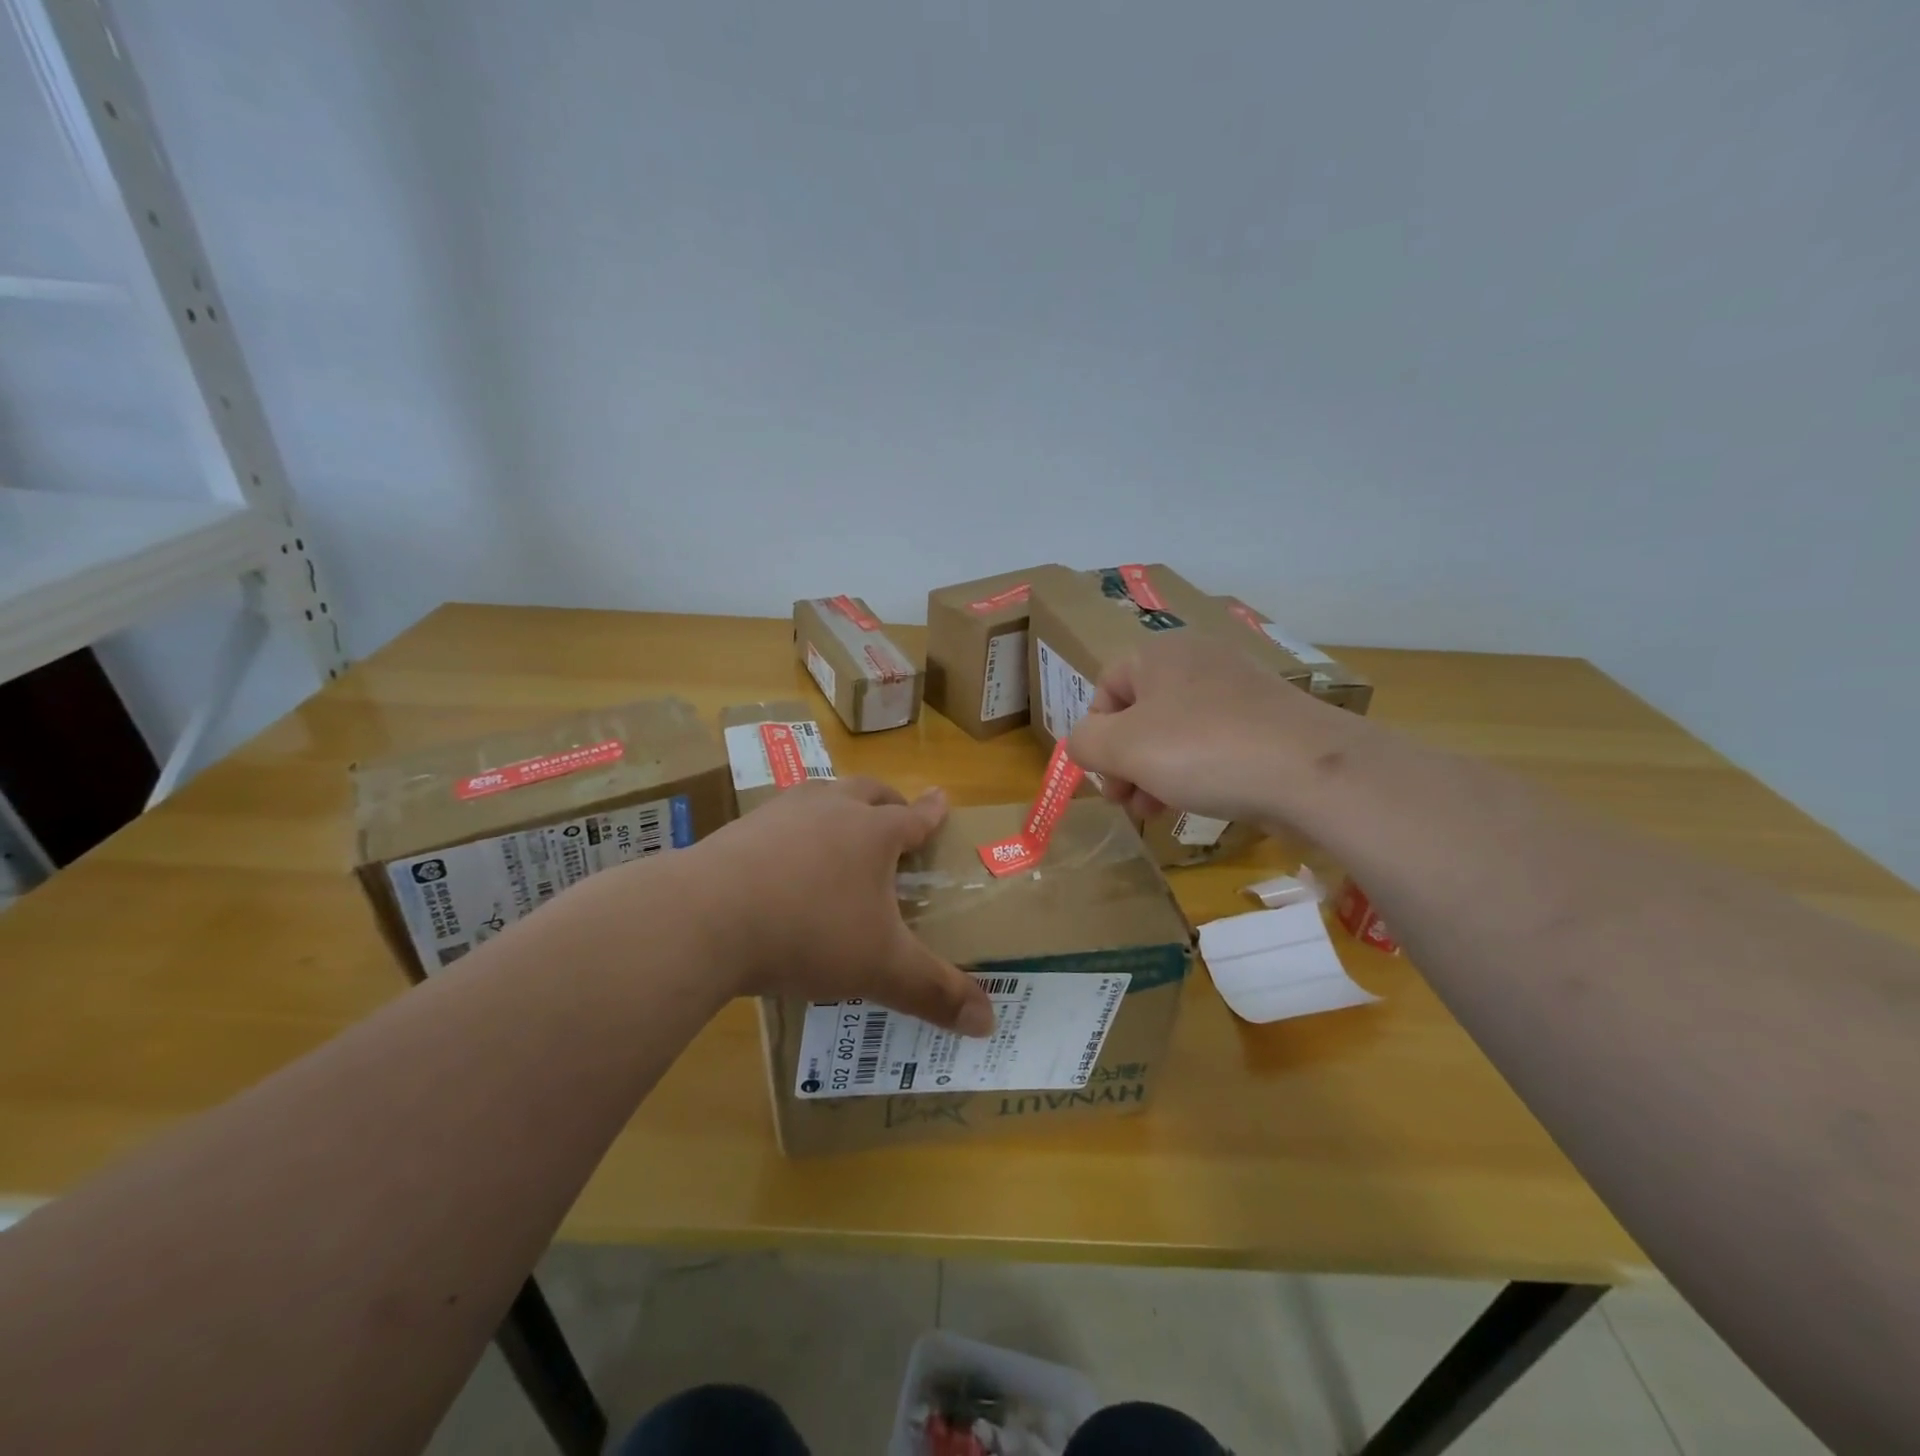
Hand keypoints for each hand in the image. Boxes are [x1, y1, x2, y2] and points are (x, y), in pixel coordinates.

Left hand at [688, 778, 994, 1035]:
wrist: (705, 918)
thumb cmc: (809, 933)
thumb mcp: (880, 969)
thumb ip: (934, 992)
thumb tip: (989, 1024)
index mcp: (872, 833)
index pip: (913, 817)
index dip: (931, 812)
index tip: (942, 798)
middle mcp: (831, 809)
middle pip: (868, 791)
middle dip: (888, 800)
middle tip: (895, 814)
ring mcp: (781, 813)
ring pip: (821, 794)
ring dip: (838, 806)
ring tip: (839, 829)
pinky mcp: (739, 828)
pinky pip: (779, 818)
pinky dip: (793, 829)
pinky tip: (781, 857)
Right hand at [1066, 632, 1355, 826]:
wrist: (1310, 770)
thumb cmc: (1202, 750)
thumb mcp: (1123, 748)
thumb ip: (1085, 743)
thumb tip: (1084, 744)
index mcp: (1159, 654)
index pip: (1105, 688)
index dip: (1095, 735)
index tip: (1104, 778)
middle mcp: (1197, 661)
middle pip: (1140, 713)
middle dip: (1125, 762)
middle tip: (1126, 803)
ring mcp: (1238, 689)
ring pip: (1176, 732)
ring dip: (1155, 773)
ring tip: (1155, 812)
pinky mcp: (1267, 719)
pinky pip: (1213, 742)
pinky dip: (1195, 771)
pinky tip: (1197, 802)